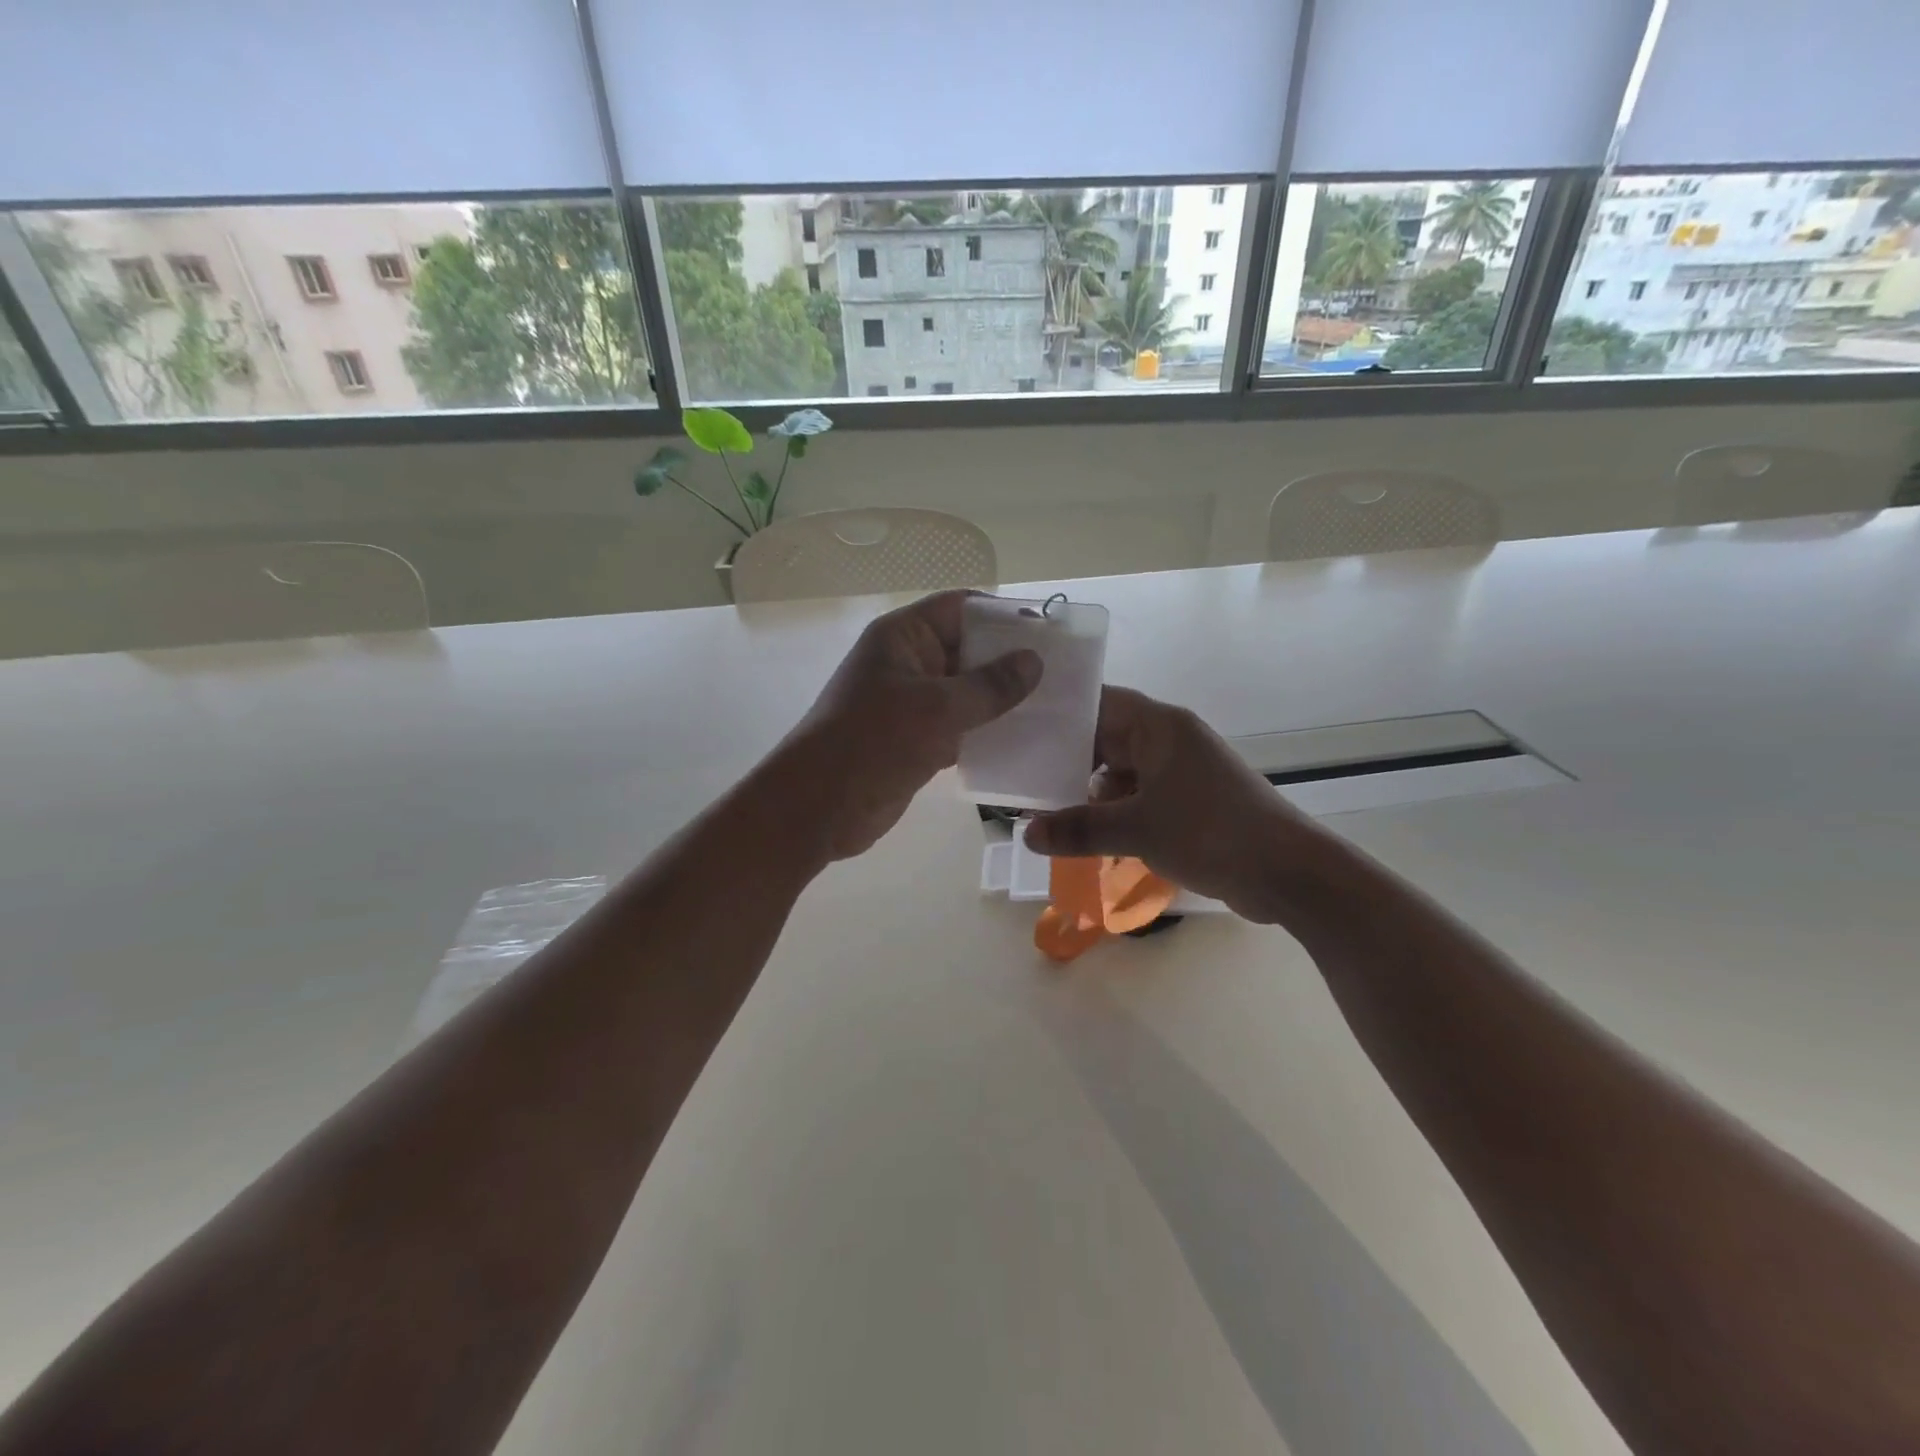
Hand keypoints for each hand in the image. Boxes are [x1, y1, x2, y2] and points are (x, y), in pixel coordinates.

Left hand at [784, 591, 1040, 859]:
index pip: (960, 608)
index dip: (1003, 615)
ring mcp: (911, 704)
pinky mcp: (915, 740)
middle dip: (1010, 661)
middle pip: (967, 650)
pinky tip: (1023, 741)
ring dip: (1002, 701)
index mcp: (904, 637)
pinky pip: (959, 727)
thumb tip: (1033, 661)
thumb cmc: (875, 742)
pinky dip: (986, 732)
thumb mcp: (938, 708)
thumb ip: (990, 685)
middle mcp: (908, 663)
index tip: (1048, 633)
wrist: (819, 807)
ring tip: (1052, 708)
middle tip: (1062, 676)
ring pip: (966, 692)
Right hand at [1025, 687, 1320, 922]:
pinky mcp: (1190, 804)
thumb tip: (1026, 833)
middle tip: (1022, 775)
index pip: (1101, 703)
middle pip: (1108, 739)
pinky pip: (1139, 798)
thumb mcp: (1136, 829)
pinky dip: (1115, 813)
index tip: (1022, 727)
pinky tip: (1086, 836)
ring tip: (1045, 810)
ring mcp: (1181, 773)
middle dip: (1069, 760)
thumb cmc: (1210, 832)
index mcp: (1160, 727)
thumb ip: (1078, 828)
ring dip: (1090, 793)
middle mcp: (1170, 741)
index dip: (1063, 712)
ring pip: (1122, 773)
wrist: (1287, 873)